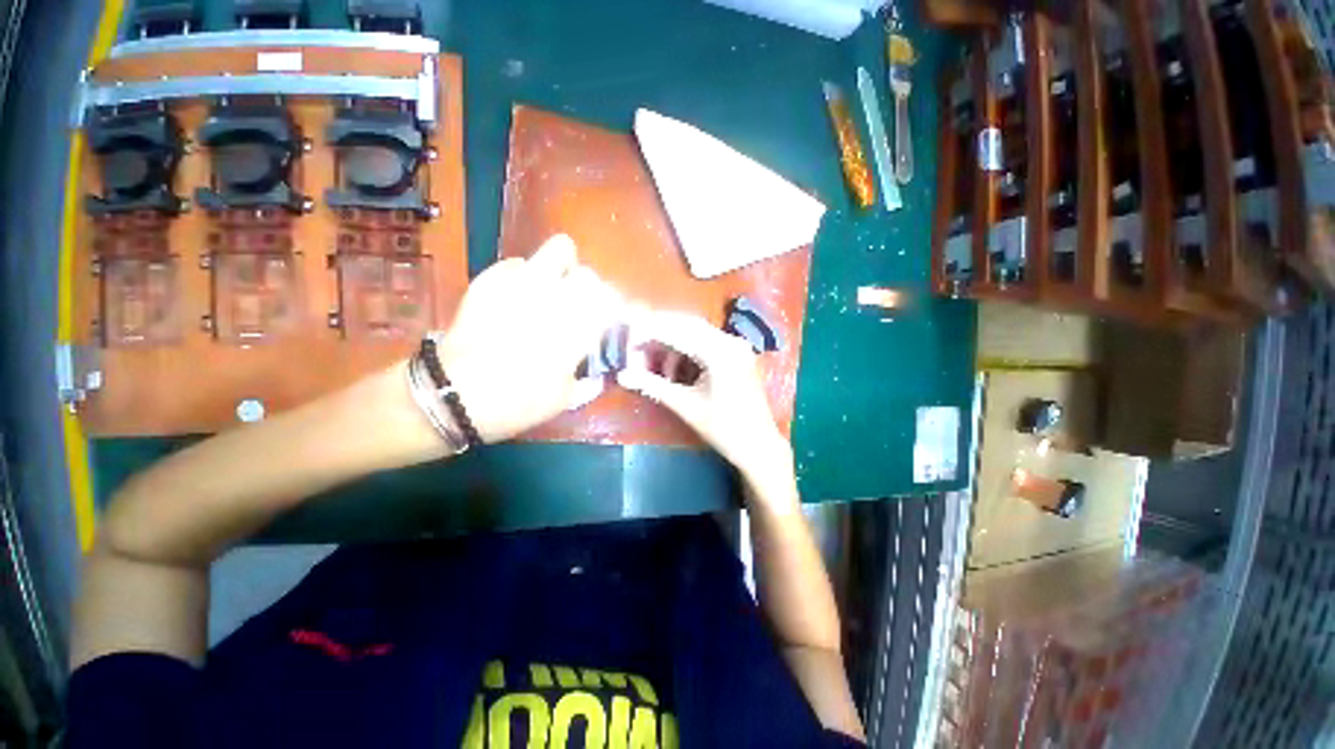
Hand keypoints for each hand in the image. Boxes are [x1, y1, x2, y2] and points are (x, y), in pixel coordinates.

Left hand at [440, 234, 620, 442]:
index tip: (604, 322)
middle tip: (577, 308)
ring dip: (563, 269)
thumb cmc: (517, 403)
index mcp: (579, 328)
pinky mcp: (492, 278)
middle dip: (589, 291)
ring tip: (551, 289)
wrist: (453, 394)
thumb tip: (596, 373)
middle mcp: (558, 298)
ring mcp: (523, 282)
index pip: (611, 301)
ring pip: (560, 250)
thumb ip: (587, 381)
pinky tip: (515, 297)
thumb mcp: (564, 400)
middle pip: (589, 275)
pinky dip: (524, 276)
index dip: (611, 310)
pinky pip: (519, 263)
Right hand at [617, 311, 794, 493]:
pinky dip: (686, 351)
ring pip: (695, 332)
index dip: (648, 333)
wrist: (759, 446)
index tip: (627, 339)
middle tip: (636, 347)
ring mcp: (735, 346)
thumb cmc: (724, 429)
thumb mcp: (686, 406)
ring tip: (654, 366)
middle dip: (658, 334)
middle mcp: (730, 341)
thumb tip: (622, 375)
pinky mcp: (736, 354)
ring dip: (672, 344)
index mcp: (719, 352)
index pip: (677, 332)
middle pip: (686, 325)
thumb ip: (653, 386)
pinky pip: (705, 342)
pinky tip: (675, 370)